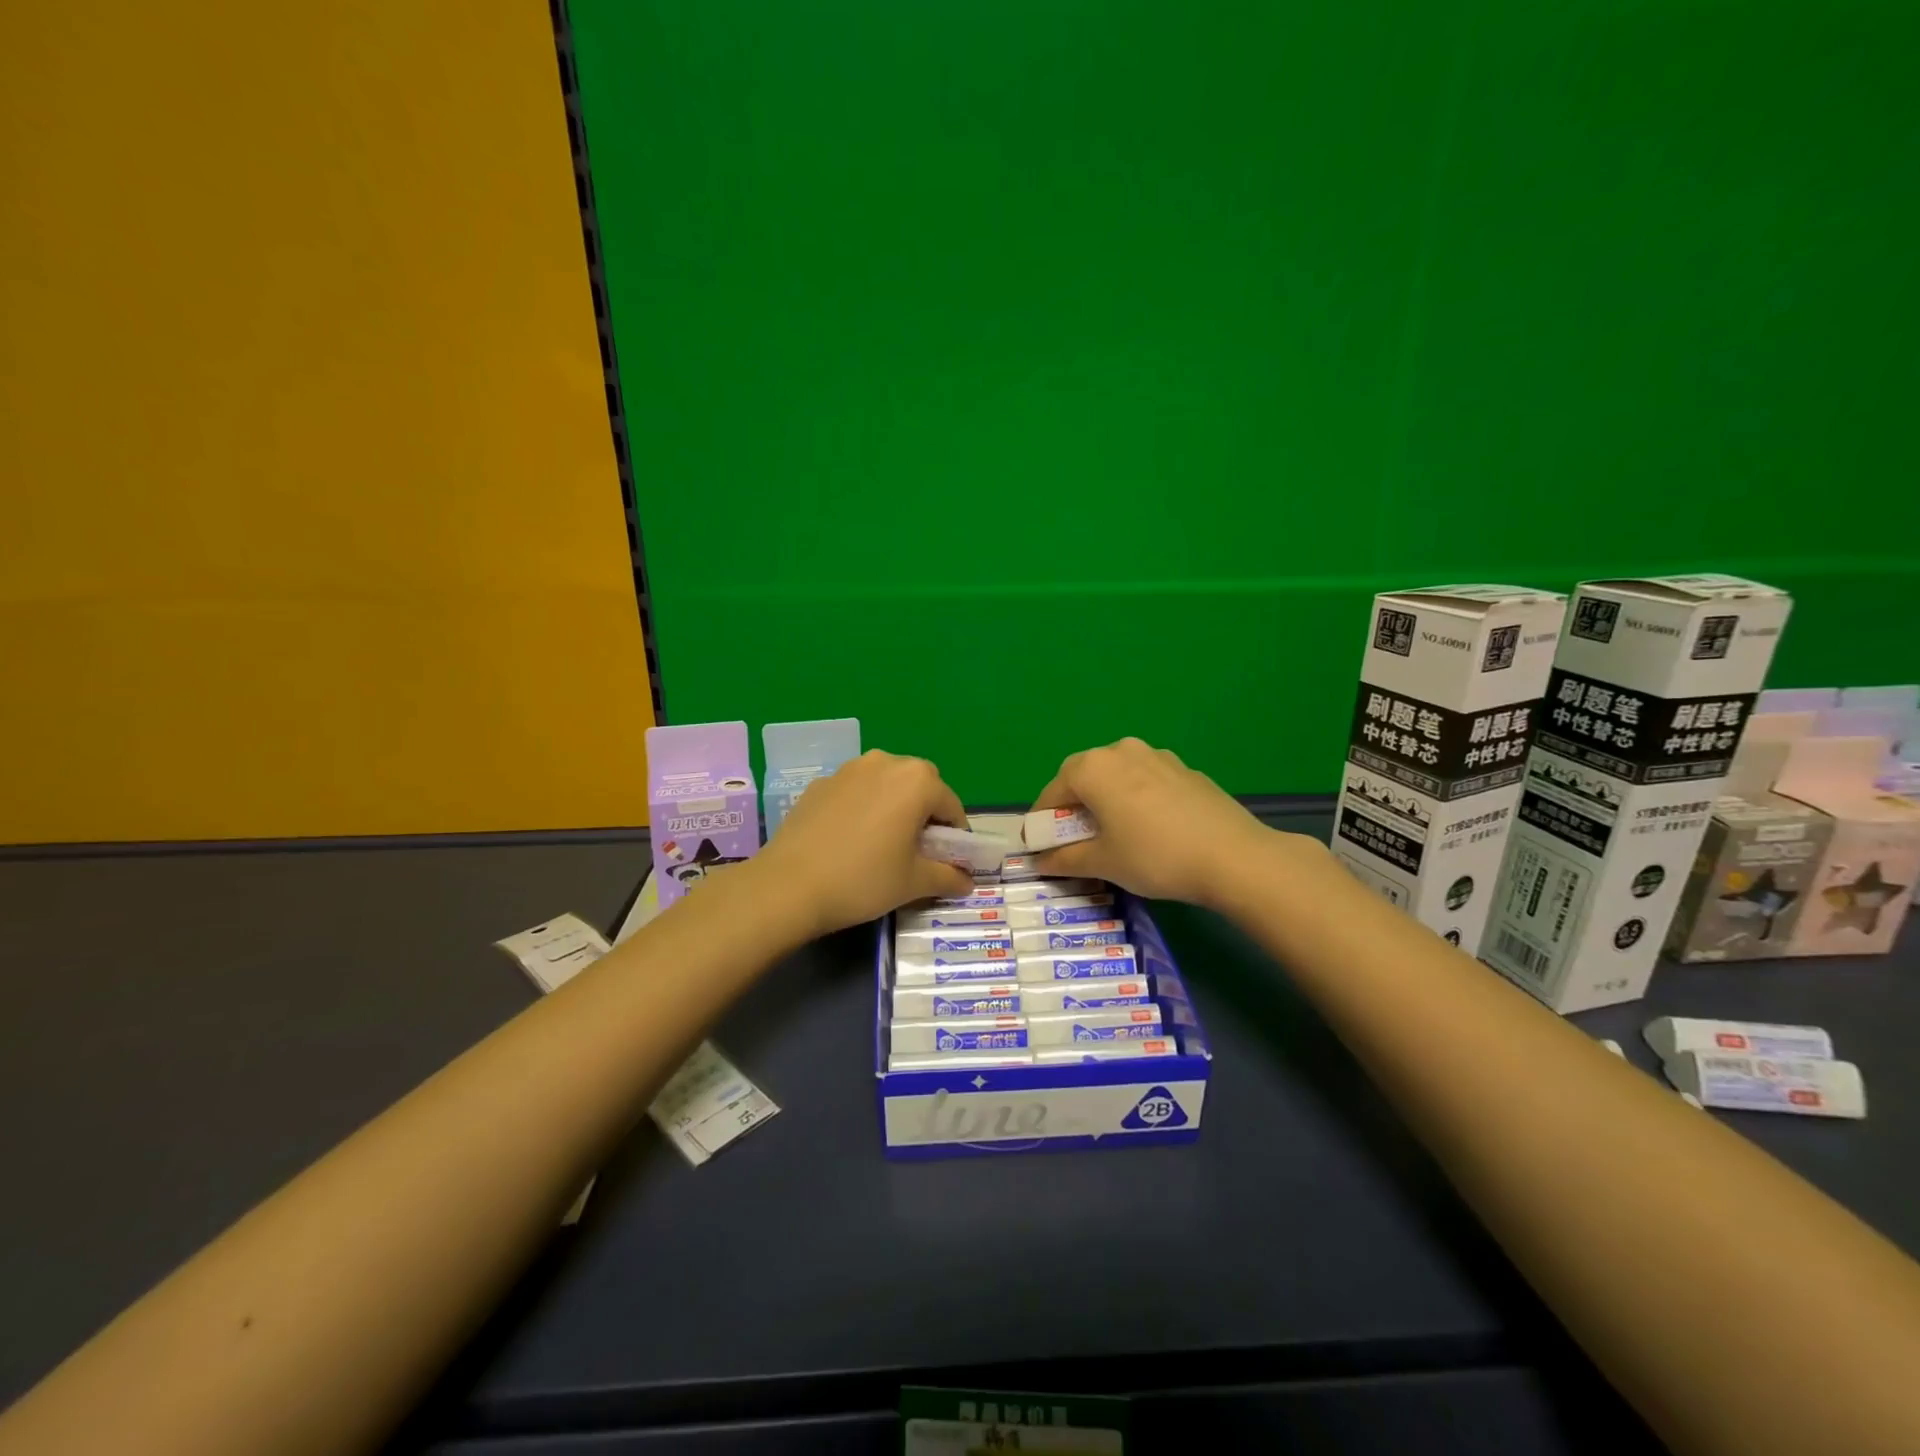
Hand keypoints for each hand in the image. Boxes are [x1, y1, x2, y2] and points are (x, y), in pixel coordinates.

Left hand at [755, 750, 974, 935]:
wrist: (788, 885)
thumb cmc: (863, 880)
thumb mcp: (913, 883)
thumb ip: (947, 877)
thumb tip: (967, 882)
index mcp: (917, 781)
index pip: (951, 805)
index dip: (956, 835)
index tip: (949, 861)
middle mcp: (885, 763)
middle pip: (920, 784)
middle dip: (926, 811)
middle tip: (917, 848)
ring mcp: (848, 769)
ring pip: (886, 782)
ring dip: (894, 804)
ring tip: (883, 841)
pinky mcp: (820, 783)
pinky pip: (855, 790)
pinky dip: (863, 806)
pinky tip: (849, 839)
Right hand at [1028, 737, 1286, 906]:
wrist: (1233, 856)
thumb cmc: (1154, 857)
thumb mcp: (1103, 863)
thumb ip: (1064, 859)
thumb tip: (1040, 861)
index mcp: (1093, 768)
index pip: (1052, 791)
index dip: (1041, 820)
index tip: (1040, 846)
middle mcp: (1121, 750)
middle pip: (1083, 775)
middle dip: (1073, 805)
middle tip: (1074, 838)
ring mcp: (1157, 756)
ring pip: (1117, 775)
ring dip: (1105, 798)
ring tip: (1113, 831)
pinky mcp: (1184, 769)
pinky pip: (1145, 780)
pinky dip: (1135, 798)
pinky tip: (1150, 827)